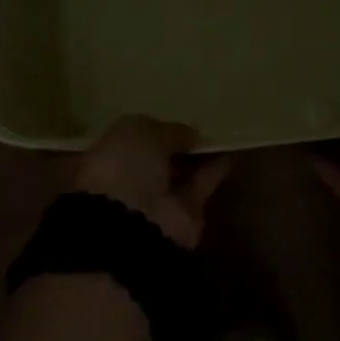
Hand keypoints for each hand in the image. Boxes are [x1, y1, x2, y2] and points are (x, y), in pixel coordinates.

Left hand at [73, 117, 235, 247]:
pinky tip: (235, 147)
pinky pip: (203, 183)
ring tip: (224, 128)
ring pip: (182, 170)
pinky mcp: (186, 214)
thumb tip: (191, 135)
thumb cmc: (122, 168)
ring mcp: (157, 199)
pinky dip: (218, 166)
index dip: (148, 128)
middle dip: (175, 142)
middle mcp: (129, 179)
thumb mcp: (139, 131)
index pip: (127, 140)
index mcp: (104, 158)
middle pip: (158, 157)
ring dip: (200, 153)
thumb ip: (166, 129)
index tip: (170, 115)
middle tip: (201, 121)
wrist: (132, 225)